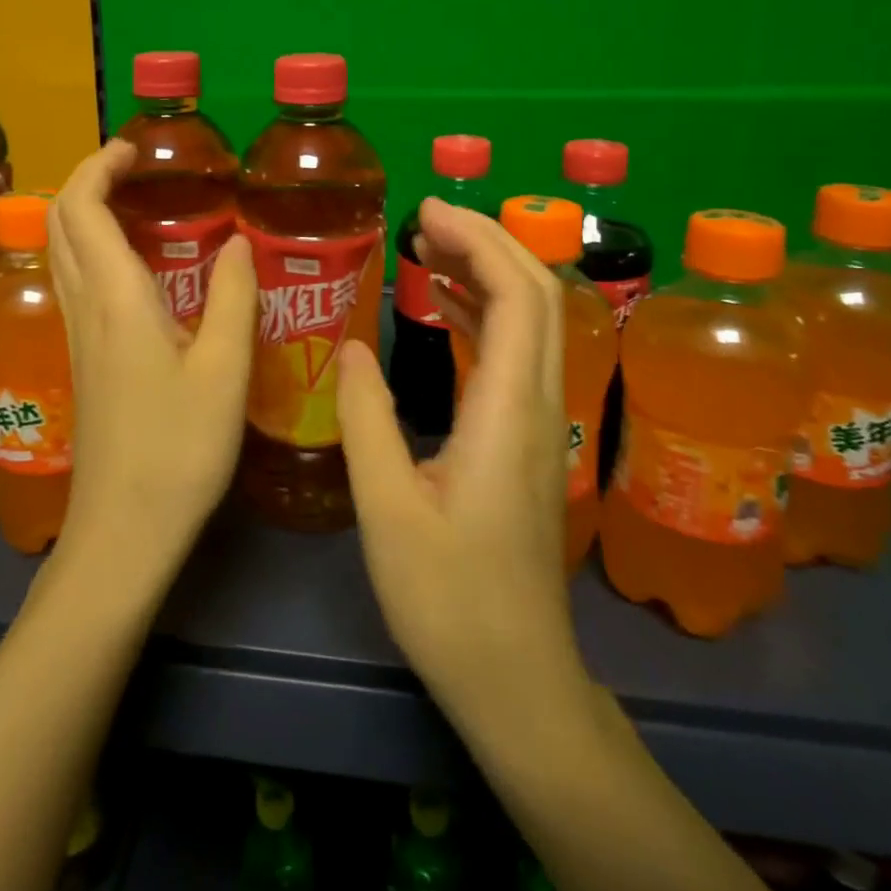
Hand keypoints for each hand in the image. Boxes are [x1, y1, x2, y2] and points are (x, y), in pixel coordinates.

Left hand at [47, 139, 257, 590]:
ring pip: (62, 252)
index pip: (83, 207)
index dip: (100, 165)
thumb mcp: (224, 372)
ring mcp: (75, 335)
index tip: (135, 147)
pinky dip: (92, 248)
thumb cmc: (178, 451)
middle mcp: (84, 306)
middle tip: (136, 167)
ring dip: (85, 212)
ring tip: (136, 202)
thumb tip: (239, 241)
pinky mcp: (81, 359)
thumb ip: (234, 298)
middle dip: (87, 179)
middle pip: (60, 222)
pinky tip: (134, 266)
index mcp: (116, 298)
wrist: (122, 531)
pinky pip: (74, 281)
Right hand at [337, 198, 588, 711]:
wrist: (516, 678)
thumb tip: (349, 346)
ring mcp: (541, 423)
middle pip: (537, 295)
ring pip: (532, 321)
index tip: (427, 212)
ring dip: (488, 273)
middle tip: (423, 219)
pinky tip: (446, 307)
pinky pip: (516, 353)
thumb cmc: (448, 598)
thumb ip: (366, 417)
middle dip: (486, 242)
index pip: (517, 297)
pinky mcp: (529, 440)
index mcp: (508, 411)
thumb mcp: (386, 507)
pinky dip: (484, 313)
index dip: (479, 241)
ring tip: (429, 247)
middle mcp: (539, 404)